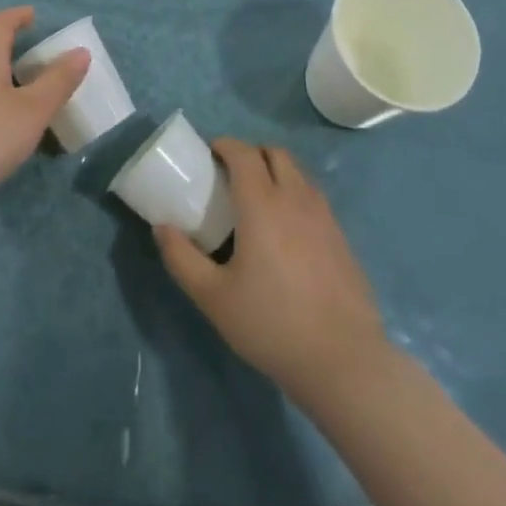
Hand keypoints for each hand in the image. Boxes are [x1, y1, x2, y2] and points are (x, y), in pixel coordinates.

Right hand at [156, 139, 388, 403]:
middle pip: (275, 153)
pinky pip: (314, 198)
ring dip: (276, 171)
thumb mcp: (213, 297)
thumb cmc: (271, 324)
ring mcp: (324, 216)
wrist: (343, 360)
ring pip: (298, 173)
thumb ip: (182, 259)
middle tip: (231, 174)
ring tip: (258, 199)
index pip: (244, 153)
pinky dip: (295, 195)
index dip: (225, 145)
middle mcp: (295, 198)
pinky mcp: (342, 237)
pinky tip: (287, 231)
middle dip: (251, 153)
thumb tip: (162, 228)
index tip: (209, 153)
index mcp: (263, 204)